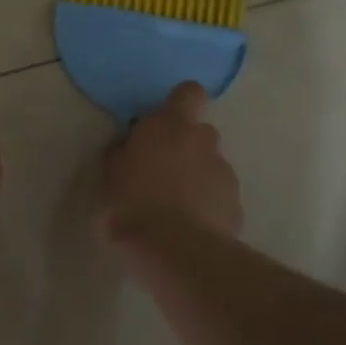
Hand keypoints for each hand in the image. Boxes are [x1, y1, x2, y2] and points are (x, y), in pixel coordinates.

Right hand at [101, 82, 242, 240]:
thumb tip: (128, 146)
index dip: (180, 104)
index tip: (164, 123)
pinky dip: (207, 205)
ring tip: (174, 207)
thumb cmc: (130, 205)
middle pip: (199, 132)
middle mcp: (203, 141)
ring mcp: (224, 172)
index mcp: (170, 126)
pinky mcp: (236, 203)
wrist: (175, 251)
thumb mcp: (109, 175)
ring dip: (195, 177)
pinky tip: (189, 227)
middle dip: (184, 147)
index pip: (188, 93)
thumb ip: (123, 153)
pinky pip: (219, 195)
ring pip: (210, 165)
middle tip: (160, 172)